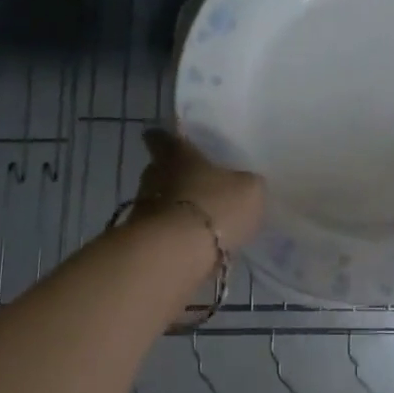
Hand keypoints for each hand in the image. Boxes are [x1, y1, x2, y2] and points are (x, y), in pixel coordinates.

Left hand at [135, 130, 265, 247]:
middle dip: (174, 176)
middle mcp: (155, 175)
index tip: (166, 141)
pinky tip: (194, 244)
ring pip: (159, 201)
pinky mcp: (144, 240)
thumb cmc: (215, 206)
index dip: (163, 139)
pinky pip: (162, 230)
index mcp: (177, 155)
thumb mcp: (249, 190)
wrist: (178, 254)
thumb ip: (245, 183)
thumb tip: (244, 184)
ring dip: (175, 208)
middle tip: (195, 183)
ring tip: (199, 219)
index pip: (160, 138)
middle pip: (159, 170)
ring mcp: (144, 209)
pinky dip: (175, 234)